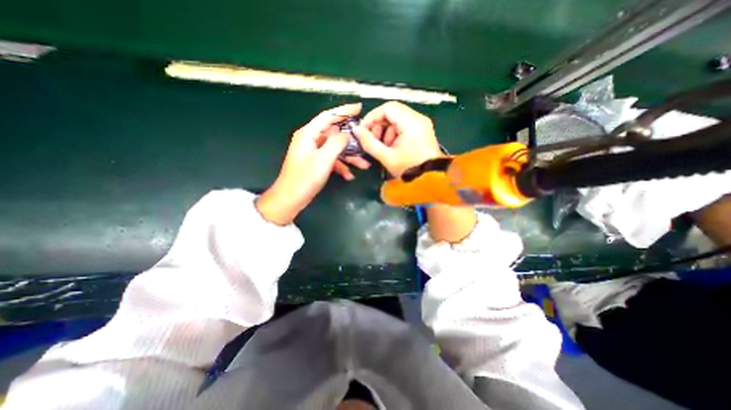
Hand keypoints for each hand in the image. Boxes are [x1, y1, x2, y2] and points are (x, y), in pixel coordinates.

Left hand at [256, 102, 371, 224]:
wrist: (291, 198)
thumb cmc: (304, 178)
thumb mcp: (323, 159)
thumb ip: (336, 143)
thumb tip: (347, 134)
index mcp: (309, 134)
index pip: (328, 116)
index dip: (344, 111)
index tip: (359, 108)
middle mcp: (311, 140)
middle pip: (334, 133)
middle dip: (351, 140)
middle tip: (366, 140)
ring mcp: (314, 152)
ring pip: (336, 149)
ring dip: (349, 156)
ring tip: (364, 164)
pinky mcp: (316, 163)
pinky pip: (332, 160)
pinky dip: (341, 166)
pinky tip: (349, 175)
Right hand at [357, 100, 477, 240]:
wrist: (429, 179)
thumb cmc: (408, 169)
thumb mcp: (386, 157)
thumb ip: (369, 142)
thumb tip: (356, 130)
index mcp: (411, 123)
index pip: (387, 108)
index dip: (372, 117)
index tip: (364, 130)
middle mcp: (418, 119)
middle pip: (392, 112)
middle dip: (379, 125)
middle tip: (374, 140)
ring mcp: (422, 124)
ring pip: (397, 118)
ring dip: (386, 130)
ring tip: (384, 147)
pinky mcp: (422, 130)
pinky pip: (404, 125)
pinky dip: (394, 134)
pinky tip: (393, 147)